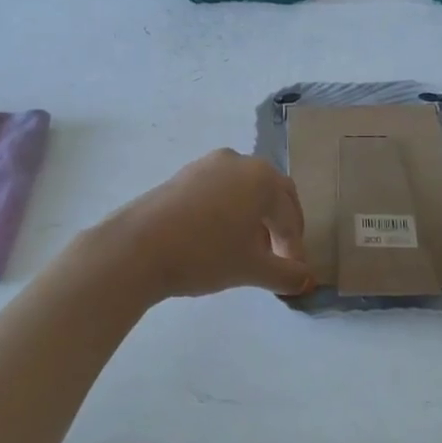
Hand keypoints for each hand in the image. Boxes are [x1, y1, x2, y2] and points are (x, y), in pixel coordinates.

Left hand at [88, 150, 312, 301]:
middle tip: (278, 258)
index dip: (295, 247)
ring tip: (247, 252)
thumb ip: (285, 274)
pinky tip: (218, 240)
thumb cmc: (205, 253)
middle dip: (279, 227)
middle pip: (271, 195)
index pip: (290, 215)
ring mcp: (206, 165)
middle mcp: (238, 162)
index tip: (292, 273)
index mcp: (262, 178)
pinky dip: (228, 213)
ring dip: (253, 220)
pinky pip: (218, 192)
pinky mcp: (181, 176)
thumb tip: (305, 281)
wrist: (136, 248)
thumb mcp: (252, 268)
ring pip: (243, 192)